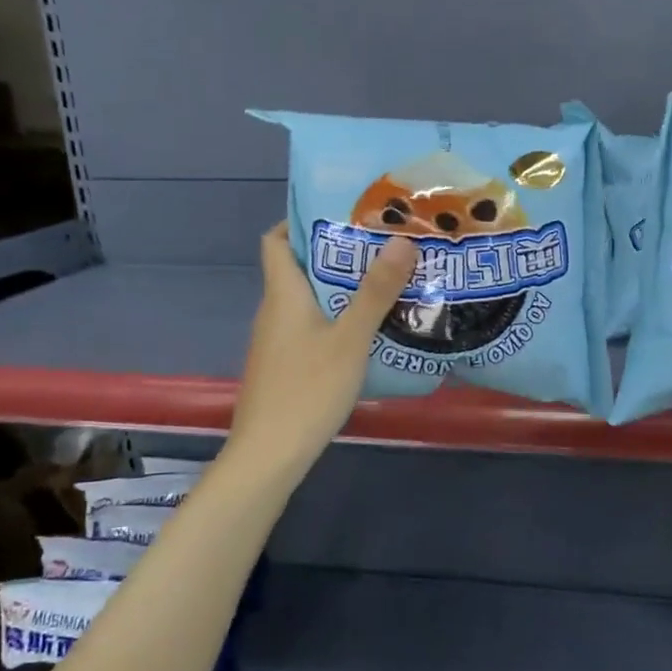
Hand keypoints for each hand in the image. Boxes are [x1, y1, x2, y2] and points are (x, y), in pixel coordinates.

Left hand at [227, 222, 416, 480]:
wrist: (269, 455)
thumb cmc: (308, 389)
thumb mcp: (350, 339)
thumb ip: (376, 292)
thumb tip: (401, 239)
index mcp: (283, 294)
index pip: (275, 240)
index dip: (300, 221)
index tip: (342, 215)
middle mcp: (274, 311)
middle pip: (299, 268)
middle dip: (337, 254)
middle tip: (382, 246)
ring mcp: (277, 341)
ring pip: (308, 301)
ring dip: (341, 289)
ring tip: (385, 282)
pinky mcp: (285, 366)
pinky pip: (311, 327)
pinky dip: (336, 319)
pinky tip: (368, 331)